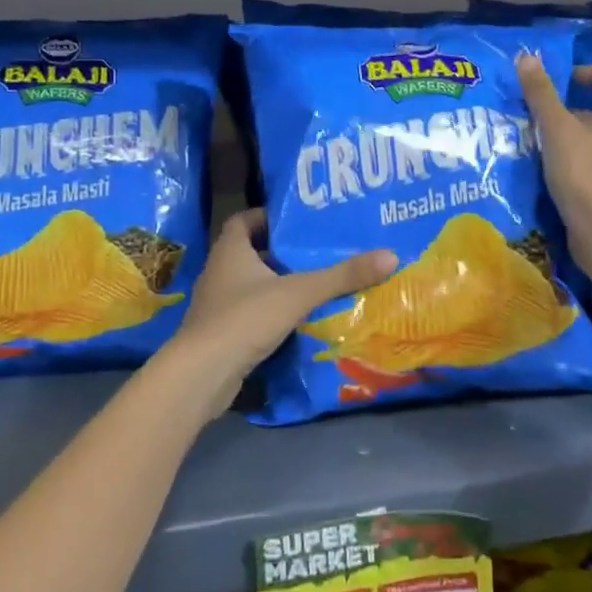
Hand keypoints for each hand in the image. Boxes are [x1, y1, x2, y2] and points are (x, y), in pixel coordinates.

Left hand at [167, 210, 395, 417]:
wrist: (201, 375)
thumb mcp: (299, 293)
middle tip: (317, 252)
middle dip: (281, 252)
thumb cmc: (245, 319)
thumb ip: (342, 276)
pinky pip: (250, 313)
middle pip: (251, 252)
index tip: (297, 222)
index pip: (243, 220)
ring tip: (315, 284)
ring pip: (251, 285)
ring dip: (277, 284)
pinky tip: (298, 320)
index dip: (268, 217)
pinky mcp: (221, 333)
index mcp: (230, 251)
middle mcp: (219, 272)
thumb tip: (390, 255)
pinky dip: (271, 312)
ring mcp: (217, 305)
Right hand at [516, 54, 591, 286]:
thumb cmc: (584, 175)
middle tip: (544, 112)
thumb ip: (542, 95)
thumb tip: (527, 57)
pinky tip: (552, 172)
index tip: (567, 77)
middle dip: (576, 109)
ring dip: (573, 138)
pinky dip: (575, 163)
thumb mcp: (557, 130)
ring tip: (542, 142)